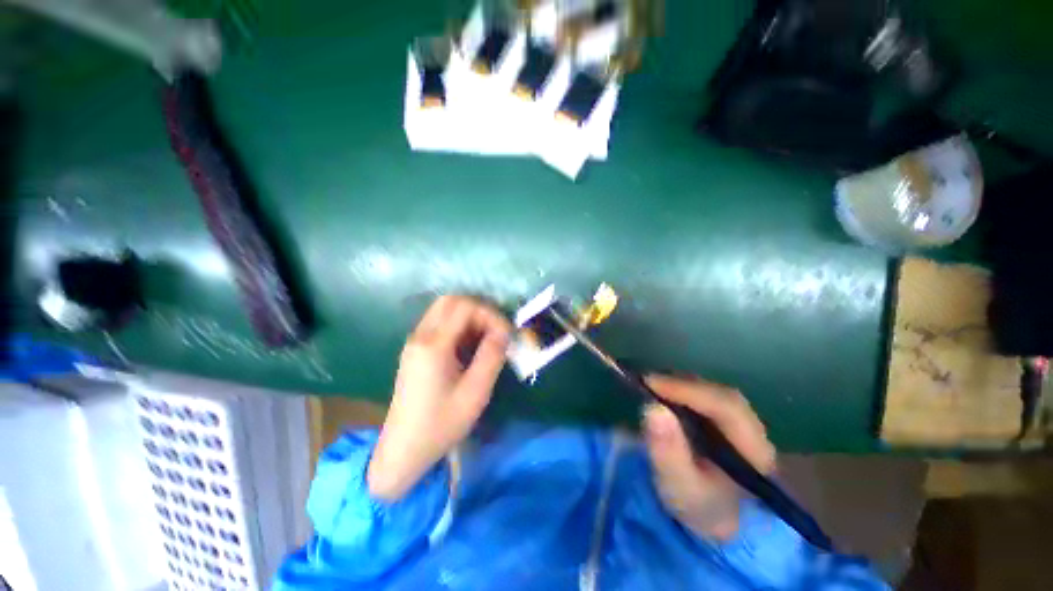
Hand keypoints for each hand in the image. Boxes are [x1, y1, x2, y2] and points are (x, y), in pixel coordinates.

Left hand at [368, 296, 511, 500]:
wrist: (403, 450)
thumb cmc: (441, 425)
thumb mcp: (475, 393)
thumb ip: (492, 356)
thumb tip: (504, 331)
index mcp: (433, 345)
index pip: (465, 307)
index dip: (491, 314)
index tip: (506, 334)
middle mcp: (420, 336)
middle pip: (451, 300)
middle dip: (479, 309)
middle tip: (496, 330)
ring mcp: (415, 341)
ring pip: (444, 309)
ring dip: (469, 316)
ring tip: (487, 338)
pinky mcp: (415, 349)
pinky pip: (439, 323)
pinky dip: (459, 325)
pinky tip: (470, 346)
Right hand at [642, 375, 776, 539]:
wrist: (712, 519)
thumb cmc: (696, 505)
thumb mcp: (678, 487)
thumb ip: (667, 452)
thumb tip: (654, 407)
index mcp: (755, 453)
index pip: (727, 408)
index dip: (689, 390)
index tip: (651, 383)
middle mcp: (755, 433)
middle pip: (722, 395)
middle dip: (683, 385)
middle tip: (647, 383)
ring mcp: (744, 424)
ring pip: (715, 392)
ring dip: (682, 385)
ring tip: (651, 387)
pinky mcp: (729, 421)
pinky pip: (707, 396)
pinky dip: (683, 390)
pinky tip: (664, 393)